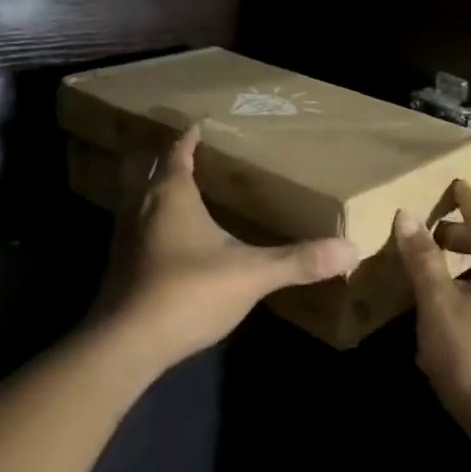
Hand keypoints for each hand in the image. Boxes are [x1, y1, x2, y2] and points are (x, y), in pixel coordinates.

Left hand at [97, 125, 359, 369]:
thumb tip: (350, 249)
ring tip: (180, 191)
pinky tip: (168, 239)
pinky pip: (135, 227)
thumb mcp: (251, 274)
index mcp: (172, 194)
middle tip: (191, 154)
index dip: (189, 139)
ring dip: (155, 189)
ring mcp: (125, 237)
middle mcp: (142, 206)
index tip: (199, 126)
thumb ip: (298, 261)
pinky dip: (150, 221)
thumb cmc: (188, 292)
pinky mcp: (120, 266)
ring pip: (137, 198)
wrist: (126, 345)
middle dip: (168, 159)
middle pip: (151, 169)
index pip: (179, 153)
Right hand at [395, 182, 470, 471]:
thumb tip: (407, 214)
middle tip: (431, 234)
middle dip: (461, 237)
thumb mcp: (440, 305)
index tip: (454, 182)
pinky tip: (438, 325)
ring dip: (460, 272)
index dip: (467, 201)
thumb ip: (423, 260)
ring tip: (427, 275)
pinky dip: (464, 301)